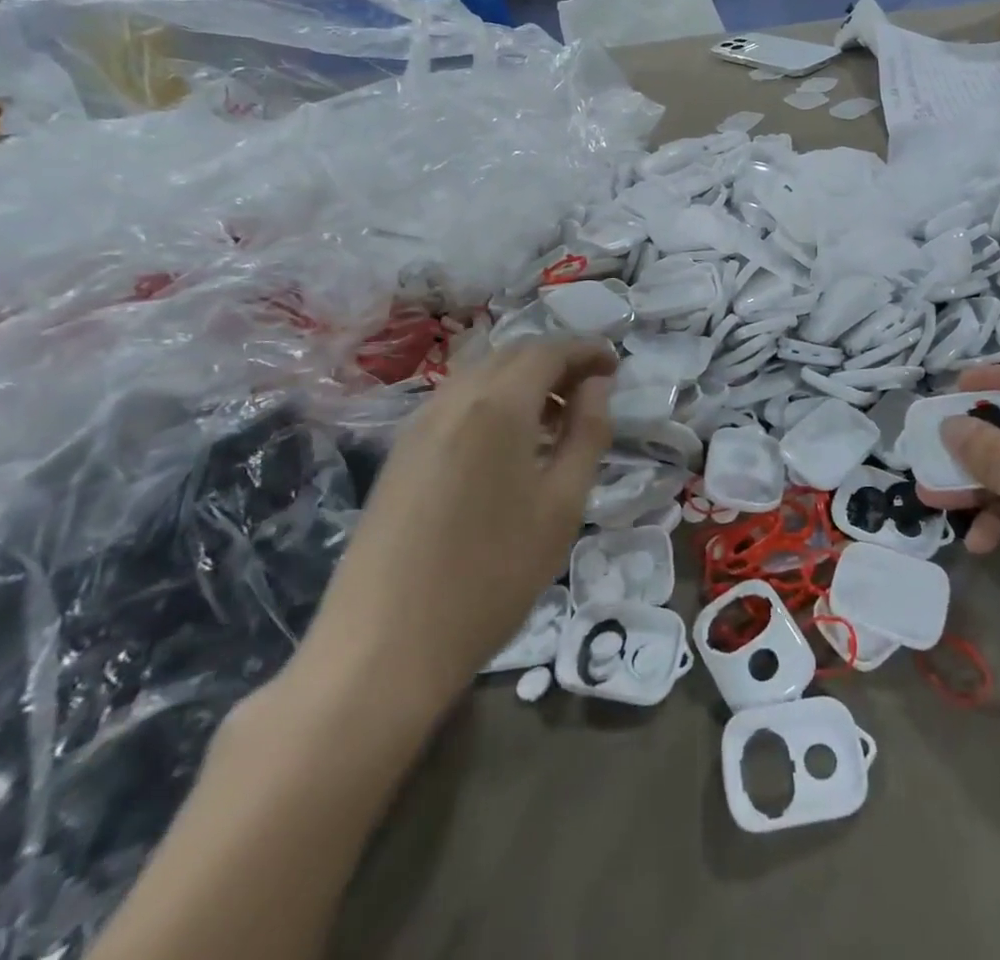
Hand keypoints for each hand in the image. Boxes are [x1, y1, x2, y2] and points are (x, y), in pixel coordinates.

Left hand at [299, 338, 616, 706]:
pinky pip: (455, 403)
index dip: (587, 350)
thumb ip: (586, 434)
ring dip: (523, 380)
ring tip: (554, 420)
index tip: (616, 366)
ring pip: (480, 375)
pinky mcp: (399, 454)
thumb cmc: (491, 576)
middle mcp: (453, 399)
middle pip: (511, 354)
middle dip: (556, 361)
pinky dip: (492, 402)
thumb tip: (597, 386)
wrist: (383, 648)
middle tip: (591, 391)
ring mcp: (418, 425)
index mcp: (498, 405)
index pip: (549, 350)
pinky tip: (508, 446)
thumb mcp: (561, 506)